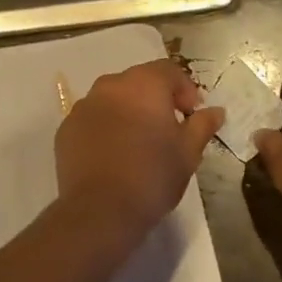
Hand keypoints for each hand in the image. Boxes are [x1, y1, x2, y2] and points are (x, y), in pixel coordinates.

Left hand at [55, 59, 224, 237]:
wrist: (100, 211)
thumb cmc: (152, 176)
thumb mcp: (188, 152)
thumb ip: (202, 125)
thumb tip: (216, 111)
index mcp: (144, 84)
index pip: (169, 71)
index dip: (185, 90)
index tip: (191, 116)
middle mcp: (110, 86)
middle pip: (139, 82)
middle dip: (156, 100)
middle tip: (167, 130)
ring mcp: (83, 106)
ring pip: (113, 99)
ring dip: (128, 112)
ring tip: (138, 143)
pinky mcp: (66, 129)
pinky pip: (92, 119)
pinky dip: (105, 128)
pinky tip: (113, 155)